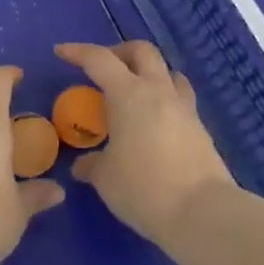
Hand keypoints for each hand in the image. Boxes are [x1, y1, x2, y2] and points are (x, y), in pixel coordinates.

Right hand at [56, 41, 236, 247]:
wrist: (203, 213)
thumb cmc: (144, 188)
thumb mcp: (105, 178)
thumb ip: (91, 165)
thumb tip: (82, 165)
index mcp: (128, 94)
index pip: (99, 59)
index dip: (77, 52)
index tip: (61, 52)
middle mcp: (158, 91)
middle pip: (142, 51)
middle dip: (120, 52)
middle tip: (104, 70)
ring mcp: (184, 108)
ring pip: (168, 72)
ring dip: (148, 73)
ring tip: (134, 94)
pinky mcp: (201, 129)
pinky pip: (180, 99)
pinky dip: (164, 100)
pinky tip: (154, 123)